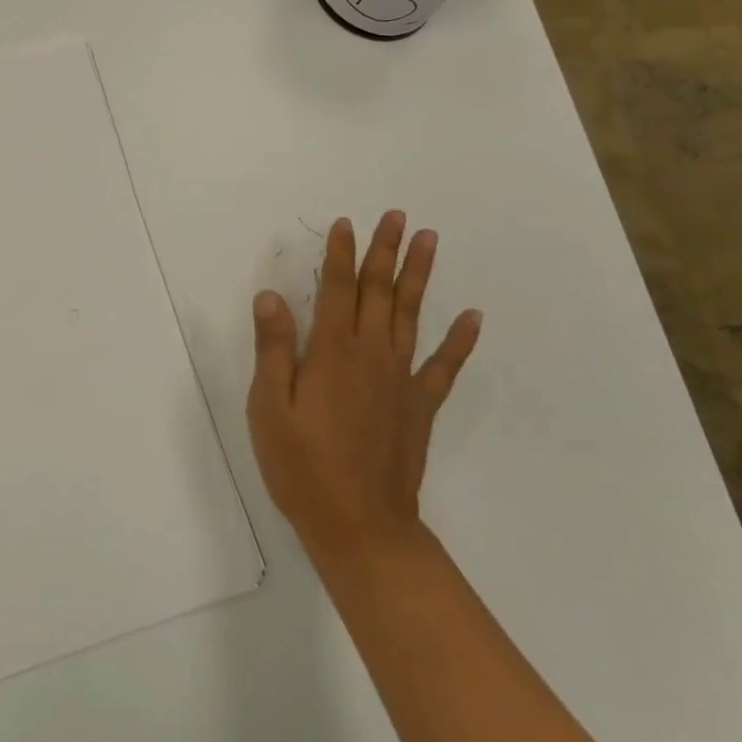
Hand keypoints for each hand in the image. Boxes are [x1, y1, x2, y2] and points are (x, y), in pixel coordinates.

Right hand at [247, 212, 481, 563]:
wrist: (360, 525)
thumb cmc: (302, 466)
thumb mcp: (269, 408)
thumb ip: (273, 349)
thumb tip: (271, 296)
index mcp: (330, 352)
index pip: (335, 290)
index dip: (339, 254)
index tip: (345, 223)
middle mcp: (369, 354)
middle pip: (378, 292)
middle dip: (385, 251)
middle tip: (397, 215)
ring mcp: (400, 379)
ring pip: (411, 315)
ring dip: (420, 276)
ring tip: (430, 240)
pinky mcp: (419, 406)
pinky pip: (444, 366)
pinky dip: (460, 340)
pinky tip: (472, 316)